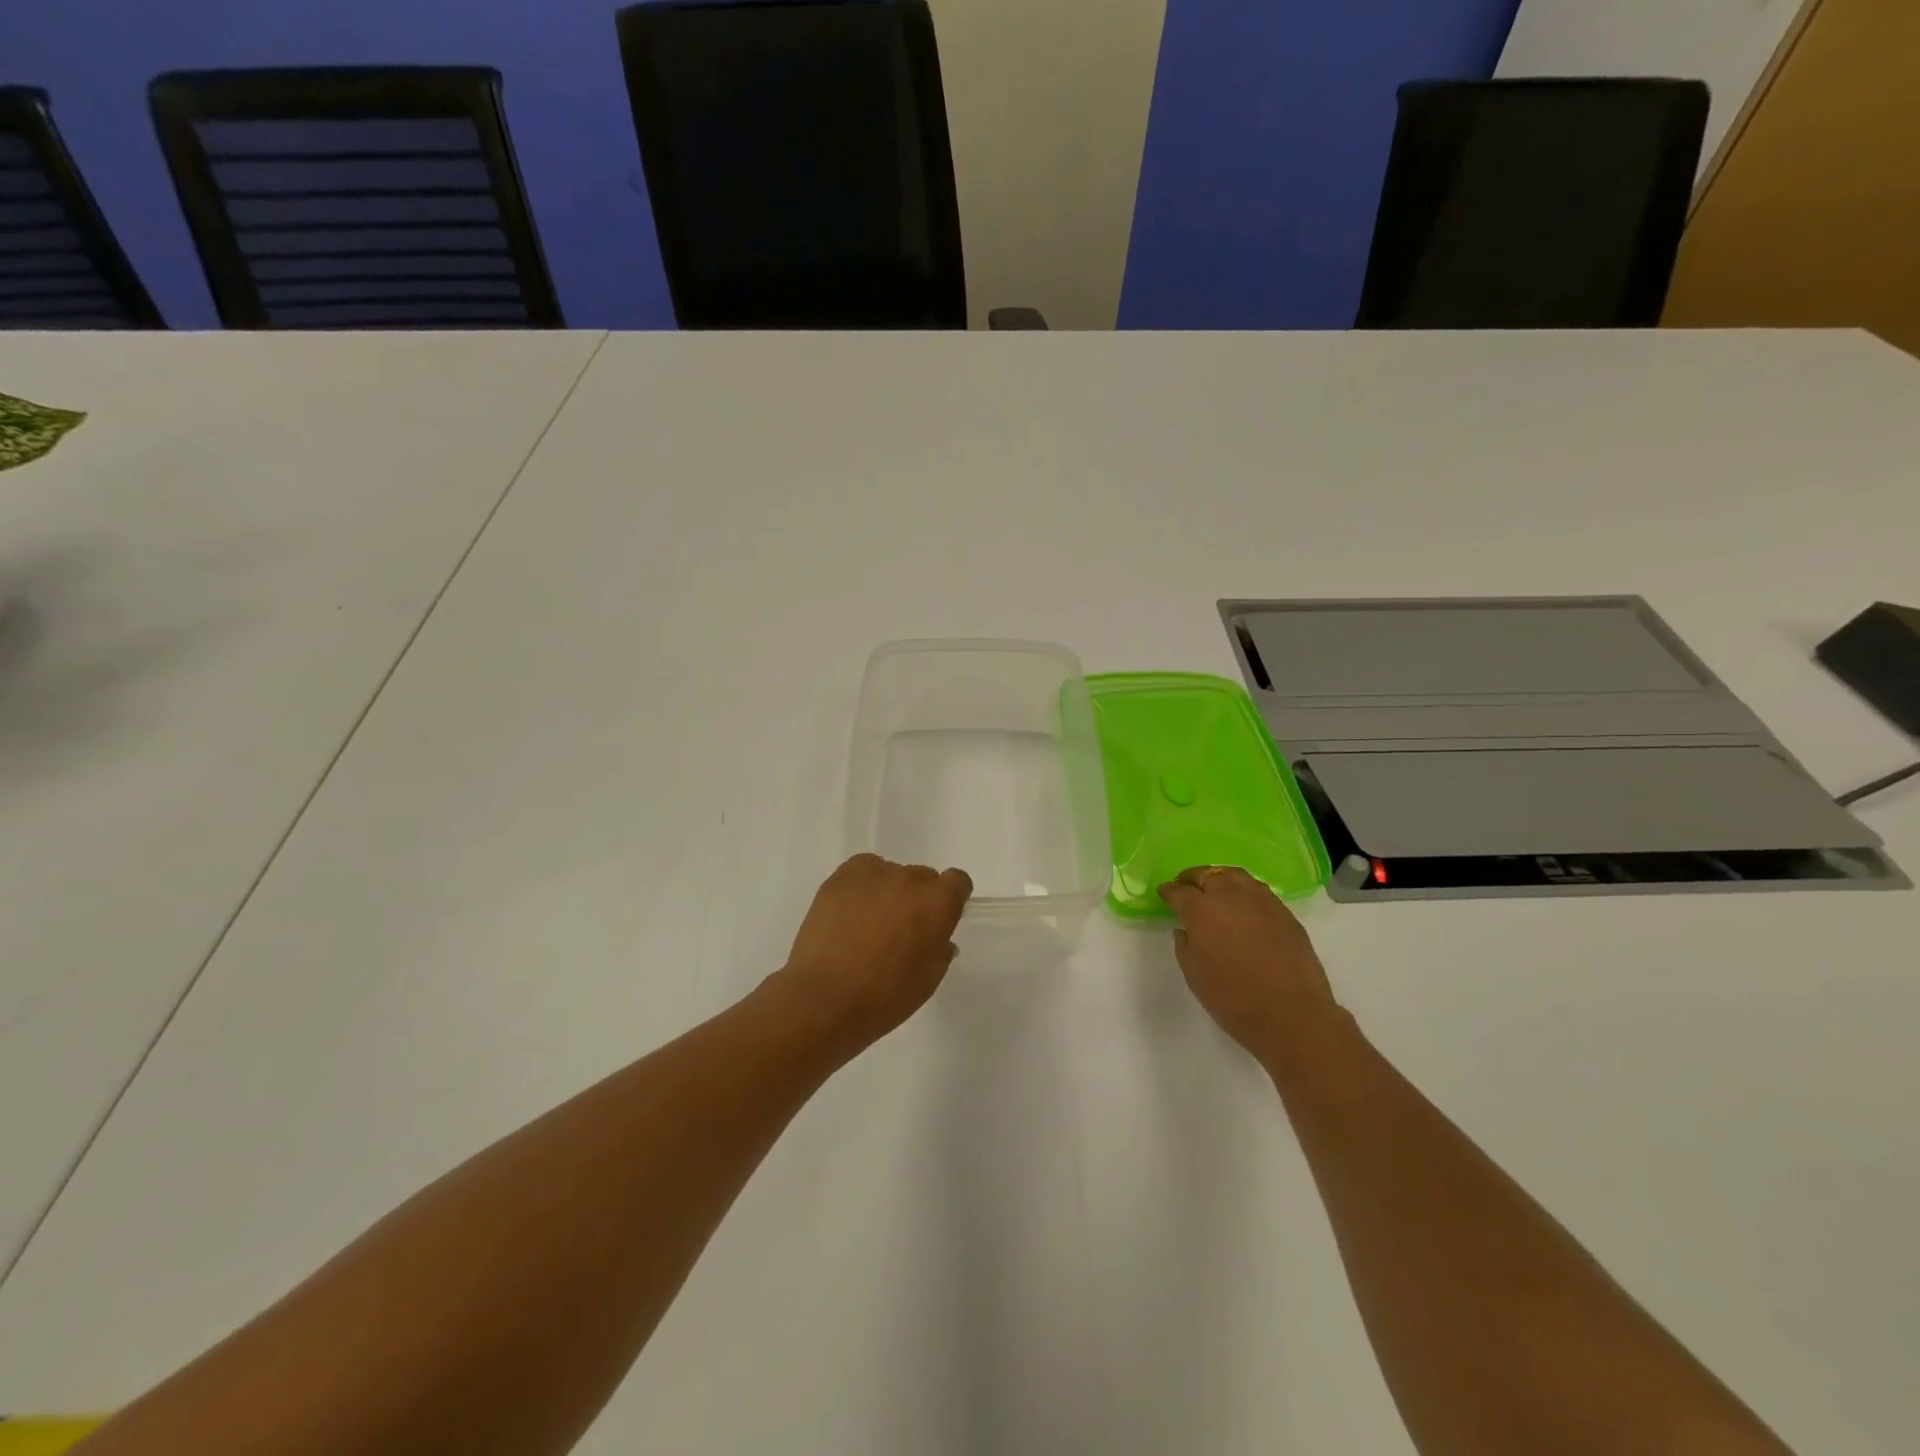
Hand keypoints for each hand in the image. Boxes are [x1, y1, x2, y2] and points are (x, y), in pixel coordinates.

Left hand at [773, 854, 972, 1054]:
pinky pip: (863, 870)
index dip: (950, 899)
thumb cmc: (885, 996)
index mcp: (939, 903)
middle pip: (923, 878)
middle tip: (900, 930)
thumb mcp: (927, 981)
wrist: (825, 998)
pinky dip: (862, 885)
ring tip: (868, 925)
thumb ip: (939, 951)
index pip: (957, 882)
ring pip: (891, 874)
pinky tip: (851, 911)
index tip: (938, 920)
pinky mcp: (842, 876)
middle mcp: (911, 879)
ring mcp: (875, 874)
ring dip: (888, 893)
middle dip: (917, 899)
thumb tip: (938, 939)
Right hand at [1158, 866, 1336, 1059]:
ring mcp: (1260, 901)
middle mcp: (1229, 896)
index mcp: (1201, 910)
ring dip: (1220, 878)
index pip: (1178, 891)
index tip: (1164, 893)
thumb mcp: (1194, 974)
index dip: (1168, 892)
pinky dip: (1244, 890)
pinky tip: (1243, 905)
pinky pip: (1258, 890)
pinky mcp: (1284, 912)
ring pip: (1235, 875)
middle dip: (1193, 878)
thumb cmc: (1232, 998)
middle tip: (1186, 886)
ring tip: (1215, 888)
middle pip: (1207, 874)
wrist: (1291, 1014)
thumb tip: (1185, 930)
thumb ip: (1184, 945)